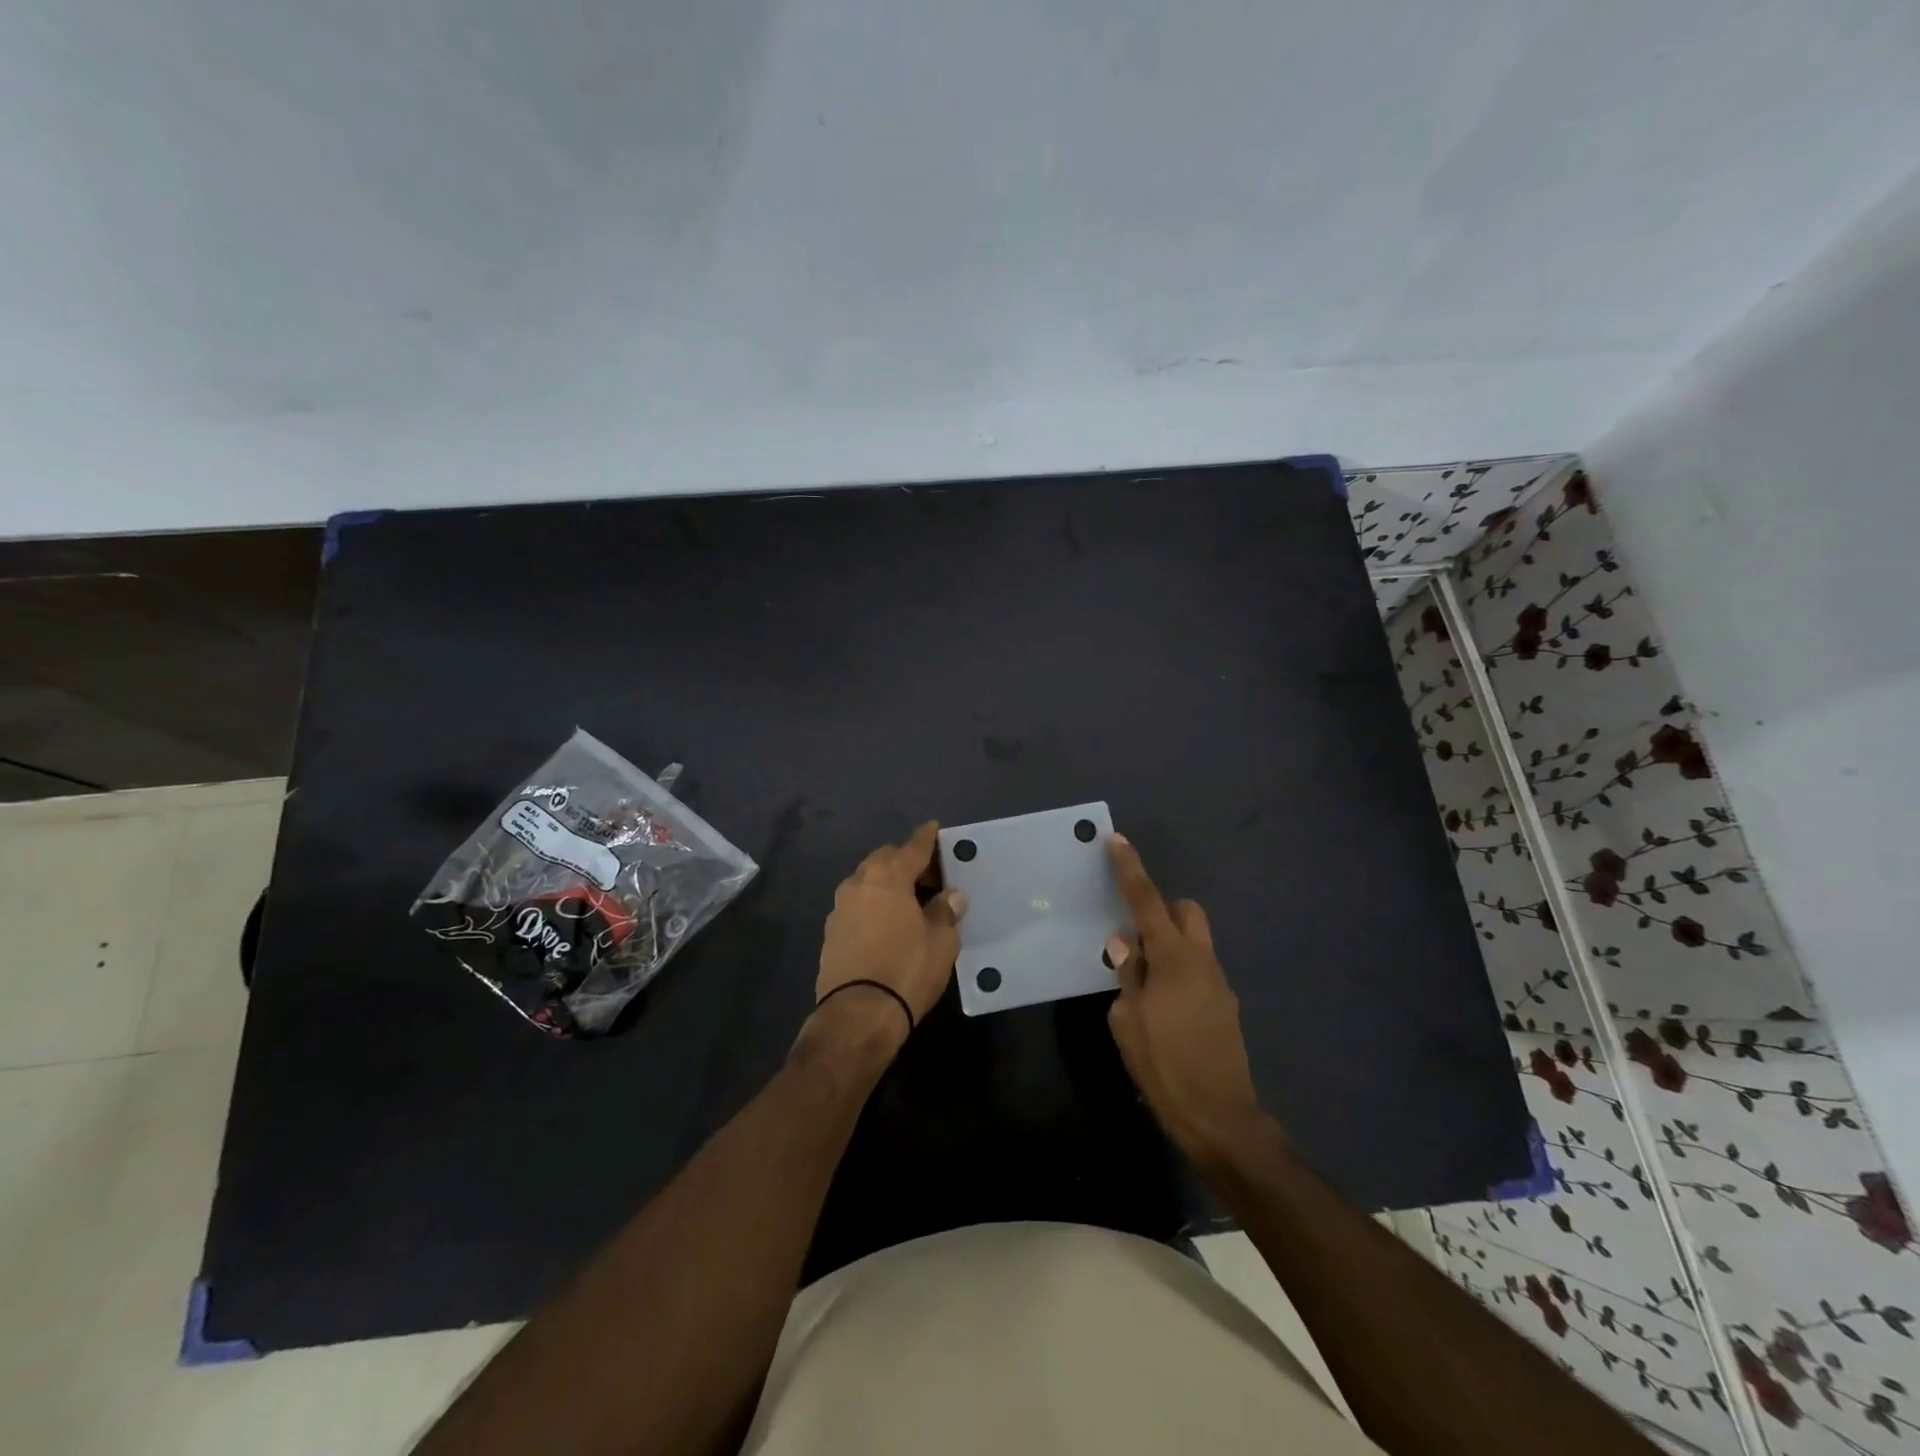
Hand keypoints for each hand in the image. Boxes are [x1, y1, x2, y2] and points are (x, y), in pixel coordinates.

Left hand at [816, 821, 966, 1035]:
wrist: (858, 1015)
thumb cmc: (907, 969)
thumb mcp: (940, 941)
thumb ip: (945, 911)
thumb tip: (951, 895)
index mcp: (887, 877)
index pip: (911, 848)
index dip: (926, 838)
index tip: (933, 827)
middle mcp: (858, 884)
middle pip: (884, 861)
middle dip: (905, 861)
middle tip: (929, 876)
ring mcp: (839, 909)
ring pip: (866, 883)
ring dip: (887, 885)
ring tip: (909, 902)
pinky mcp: (830, 934)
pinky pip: (857, 907)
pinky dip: (873, 906)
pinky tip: (887, 924)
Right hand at [1104, 835, 1272, 1165]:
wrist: (1220, 1119)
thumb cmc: (1165, 1066)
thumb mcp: (1128, 1021)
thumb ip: (1127, 975)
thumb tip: (1124, 943)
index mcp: (1174, 958)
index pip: (1147, 901)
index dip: (1130, 869)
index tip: (1117, 840)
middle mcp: (1202, 960)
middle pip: (1186, 911)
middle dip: (1161, 910)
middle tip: (1135, 936)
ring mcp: (1219, 982)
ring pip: (1195, 940)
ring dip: (1170, 944)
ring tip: (1144, 981)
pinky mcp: (1226, 1005)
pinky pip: (1199, 968)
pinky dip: (1179, 970)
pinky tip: (1163, 1007)